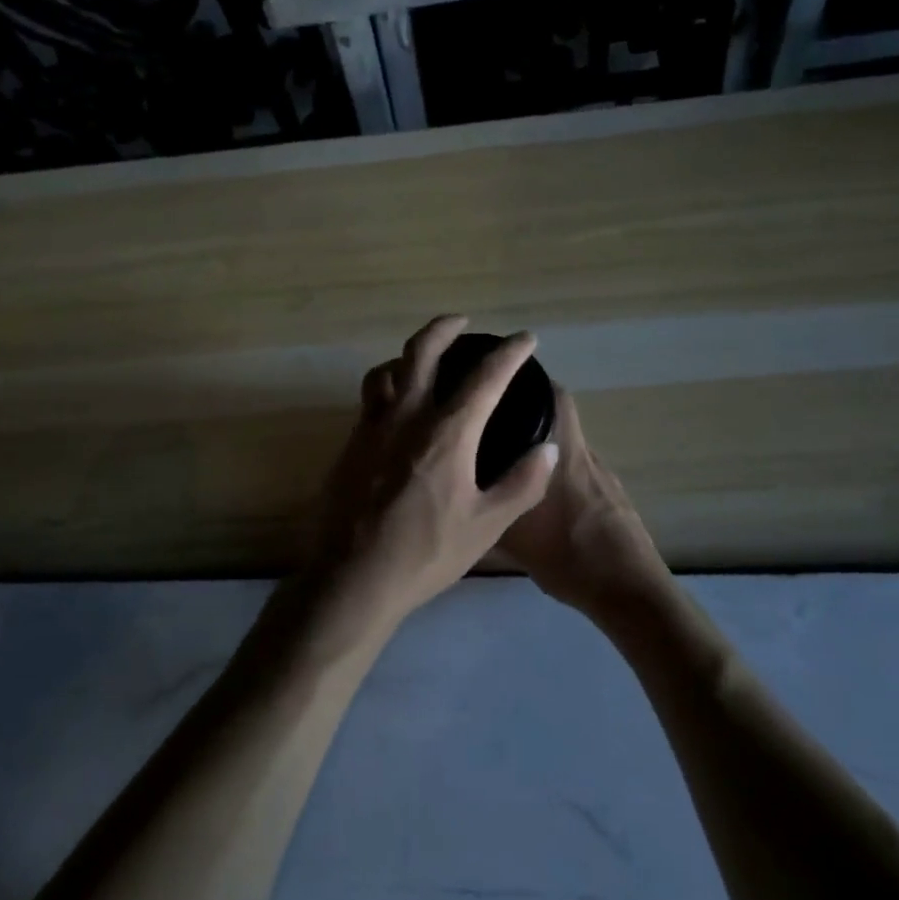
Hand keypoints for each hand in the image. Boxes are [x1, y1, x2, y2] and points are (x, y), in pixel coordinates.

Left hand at [306, 315, 558, 636]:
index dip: (509, 352)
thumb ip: (521, 483)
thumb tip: (549, 449)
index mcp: (447, 432)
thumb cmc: (426, 553)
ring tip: (423, 361)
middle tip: (462, 322)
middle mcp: (406, 416)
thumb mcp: (487, 525)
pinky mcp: (349, 445)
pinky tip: (398, 412)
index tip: (525, 339)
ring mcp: (371, 428)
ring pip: (385, 370)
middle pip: (422, 351)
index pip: (485, 376)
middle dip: (444, 328)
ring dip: (407, 355)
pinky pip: (370, 400)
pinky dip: (388, 387)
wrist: (353, 577)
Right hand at [498, 388, 670, 616]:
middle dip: (530, 417)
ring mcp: (605, 479)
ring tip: (513, 468)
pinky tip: (546, 505)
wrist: (630, 592)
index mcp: (564, 455)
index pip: (555, 397)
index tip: (502, 384)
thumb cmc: (570, 558)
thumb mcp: (513, 539)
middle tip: (497, 427)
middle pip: (560, 420)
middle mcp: (586, 457)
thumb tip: (460, 498)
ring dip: (545, 452)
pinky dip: (562, 479)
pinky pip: (582, 476)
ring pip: (569, 450)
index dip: (531, 383)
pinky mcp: (615, 500)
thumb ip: (486, 511)